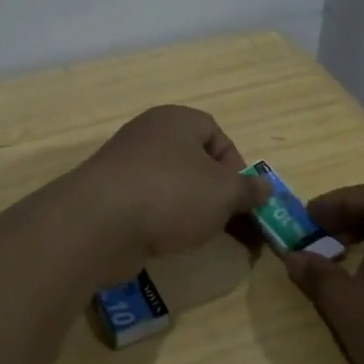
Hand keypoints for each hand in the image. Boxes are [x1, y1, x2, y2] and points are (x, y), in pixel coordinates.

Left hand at [70, 106, 269, 280]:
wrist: (98, 224)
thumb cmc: (171, 195)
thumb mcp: (224, 193)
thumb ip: (248, 190)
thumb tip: (265, 187)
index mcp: (176, 120)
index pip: (216, 134)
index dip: (236, 165)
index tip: (242, 197)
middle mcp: (149, 136)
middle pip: (194, 161)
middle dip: (216, 193)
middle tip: (230, 224)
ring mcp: (125, 167)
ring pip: (172, 186)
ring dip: (191, 210)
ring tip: (201, 237)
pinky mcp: (110, 198)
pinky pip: (148, 206)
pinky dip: (163, 222)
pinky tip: (169, 243)